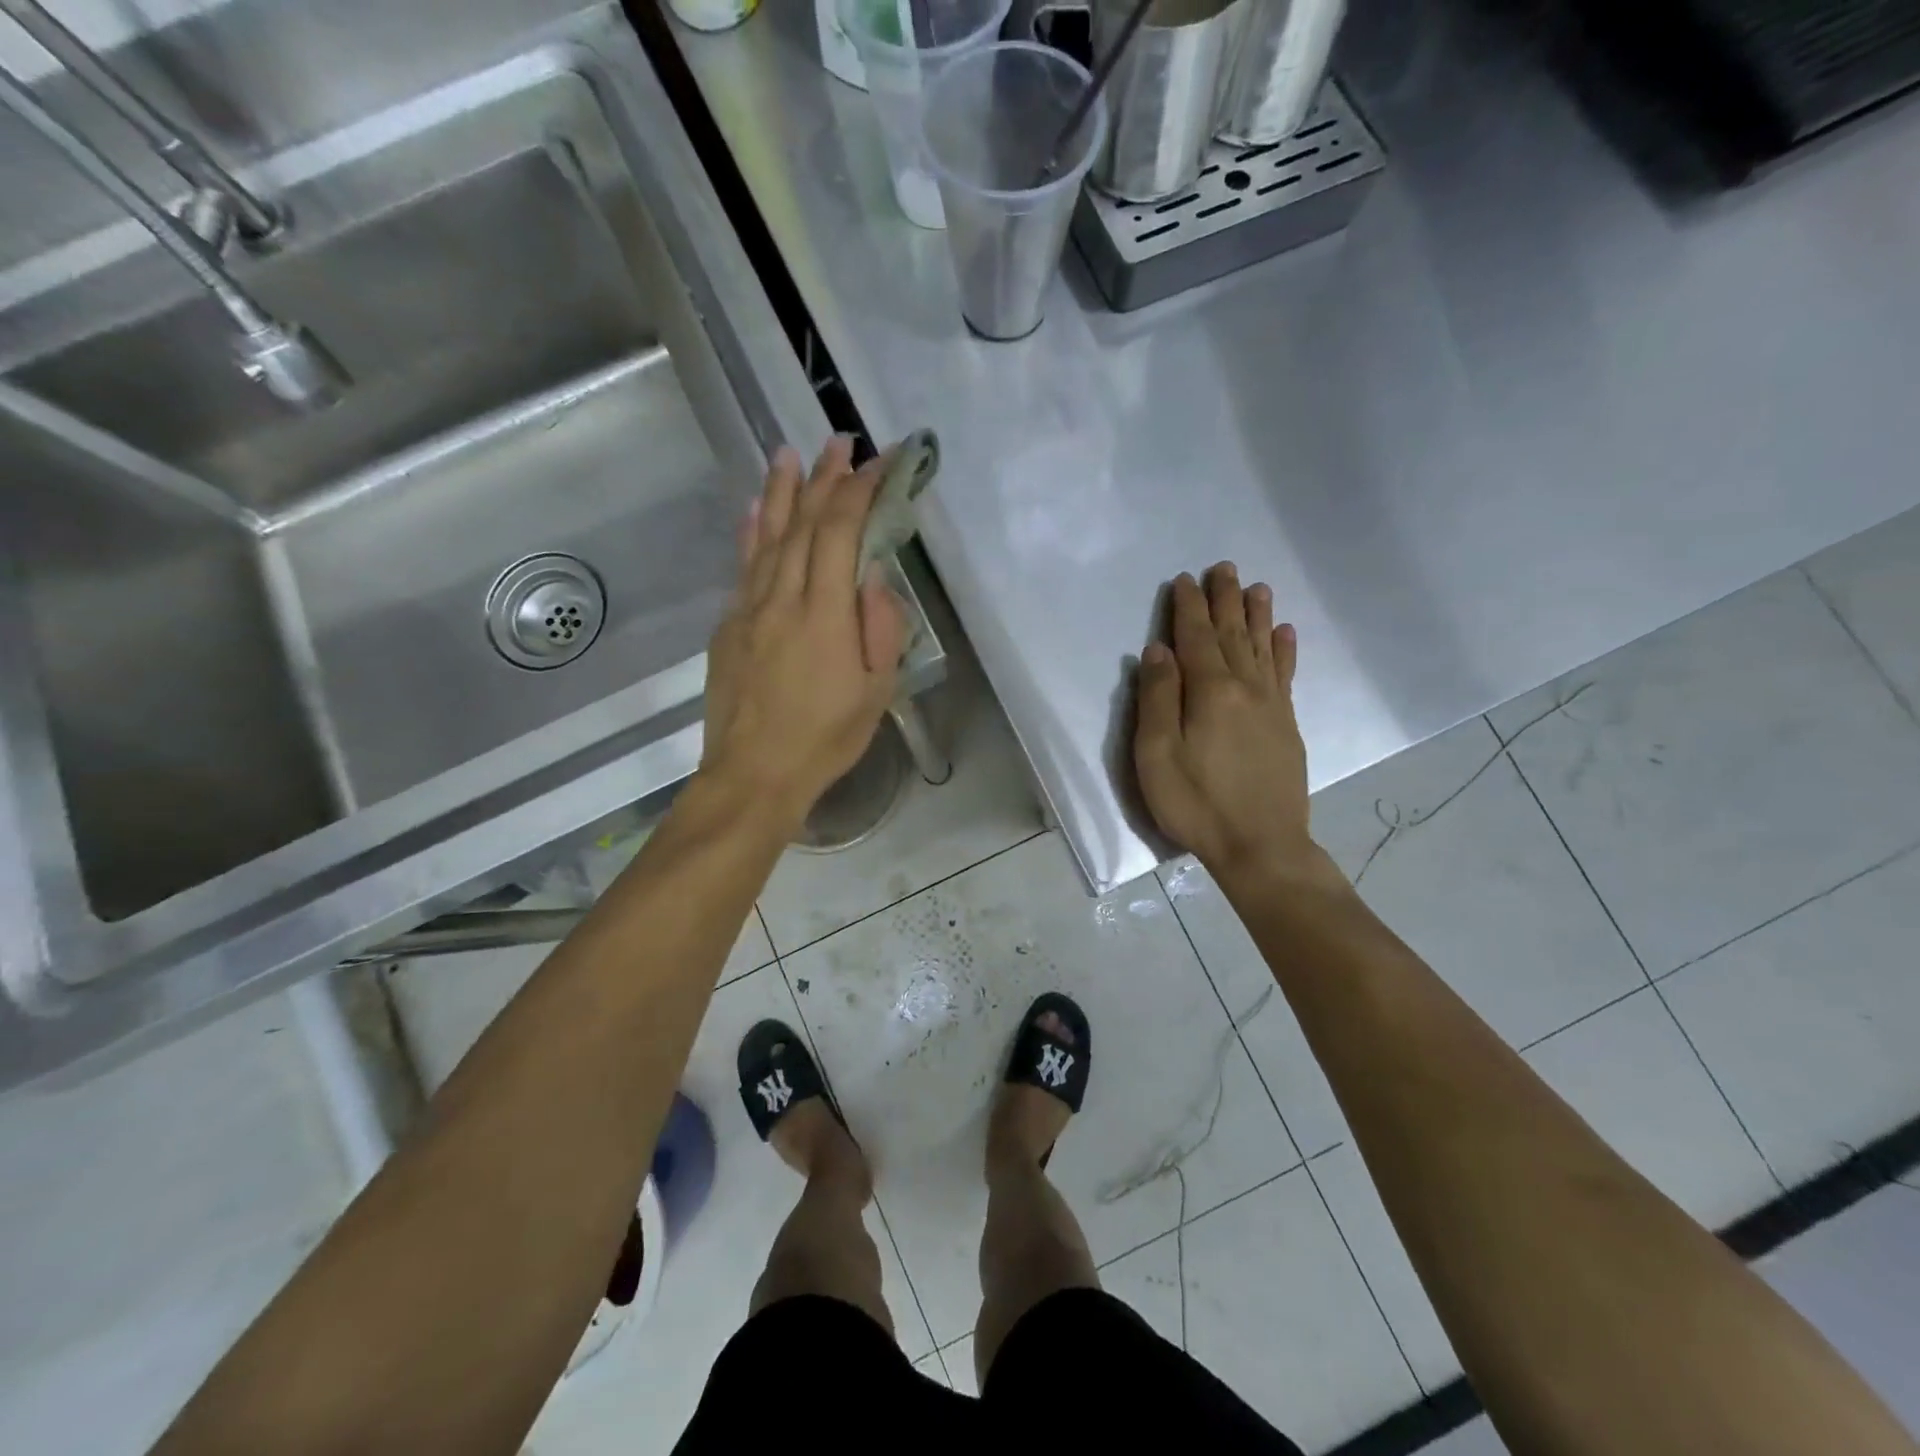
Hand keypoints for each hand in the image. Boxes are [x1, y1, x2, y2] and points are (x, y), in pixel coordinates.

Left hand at [701, 438, 906, 833]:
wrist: (753, 773)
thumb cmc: (825, 738)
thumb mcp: (875, 692)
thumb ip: (880, 628)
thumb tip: (874, 575)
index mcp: (825, 614)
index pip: (841, 532)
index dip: (861, 490)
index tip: (882, 461)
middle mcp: (783, 598)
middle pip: (803, 523)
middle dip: (825, 478)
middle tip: (840, 443)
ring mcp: (749, 608)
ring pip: (768, 536)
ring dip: (782, 491)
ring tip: (792, 454)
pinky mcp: (729, 625)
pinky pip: (743, 565)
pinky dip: (751, 531)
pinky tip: (756, 508)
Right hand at [1134, 565, 1323, 889]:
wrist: (1261, 846)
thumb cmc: (1196, 803)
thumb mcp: (1156, 755)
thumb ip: (1157, 699)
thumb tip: (1158, 651)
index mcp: (1209, 692)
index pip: (1196, 638)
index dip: (1189, 608)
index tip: (1184, 579)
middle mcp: (1245, 688)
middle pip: (1233, 634)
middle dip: (1225, 600)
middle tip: (1223, 567)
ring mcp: (1272, 706)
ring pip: (1263, 648)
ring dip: (1257, 615)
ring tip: (1256, 586)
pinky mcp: (1287, 726)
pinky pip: (1286, 676)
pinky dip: (1284, 651)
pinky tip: (1285, 633)